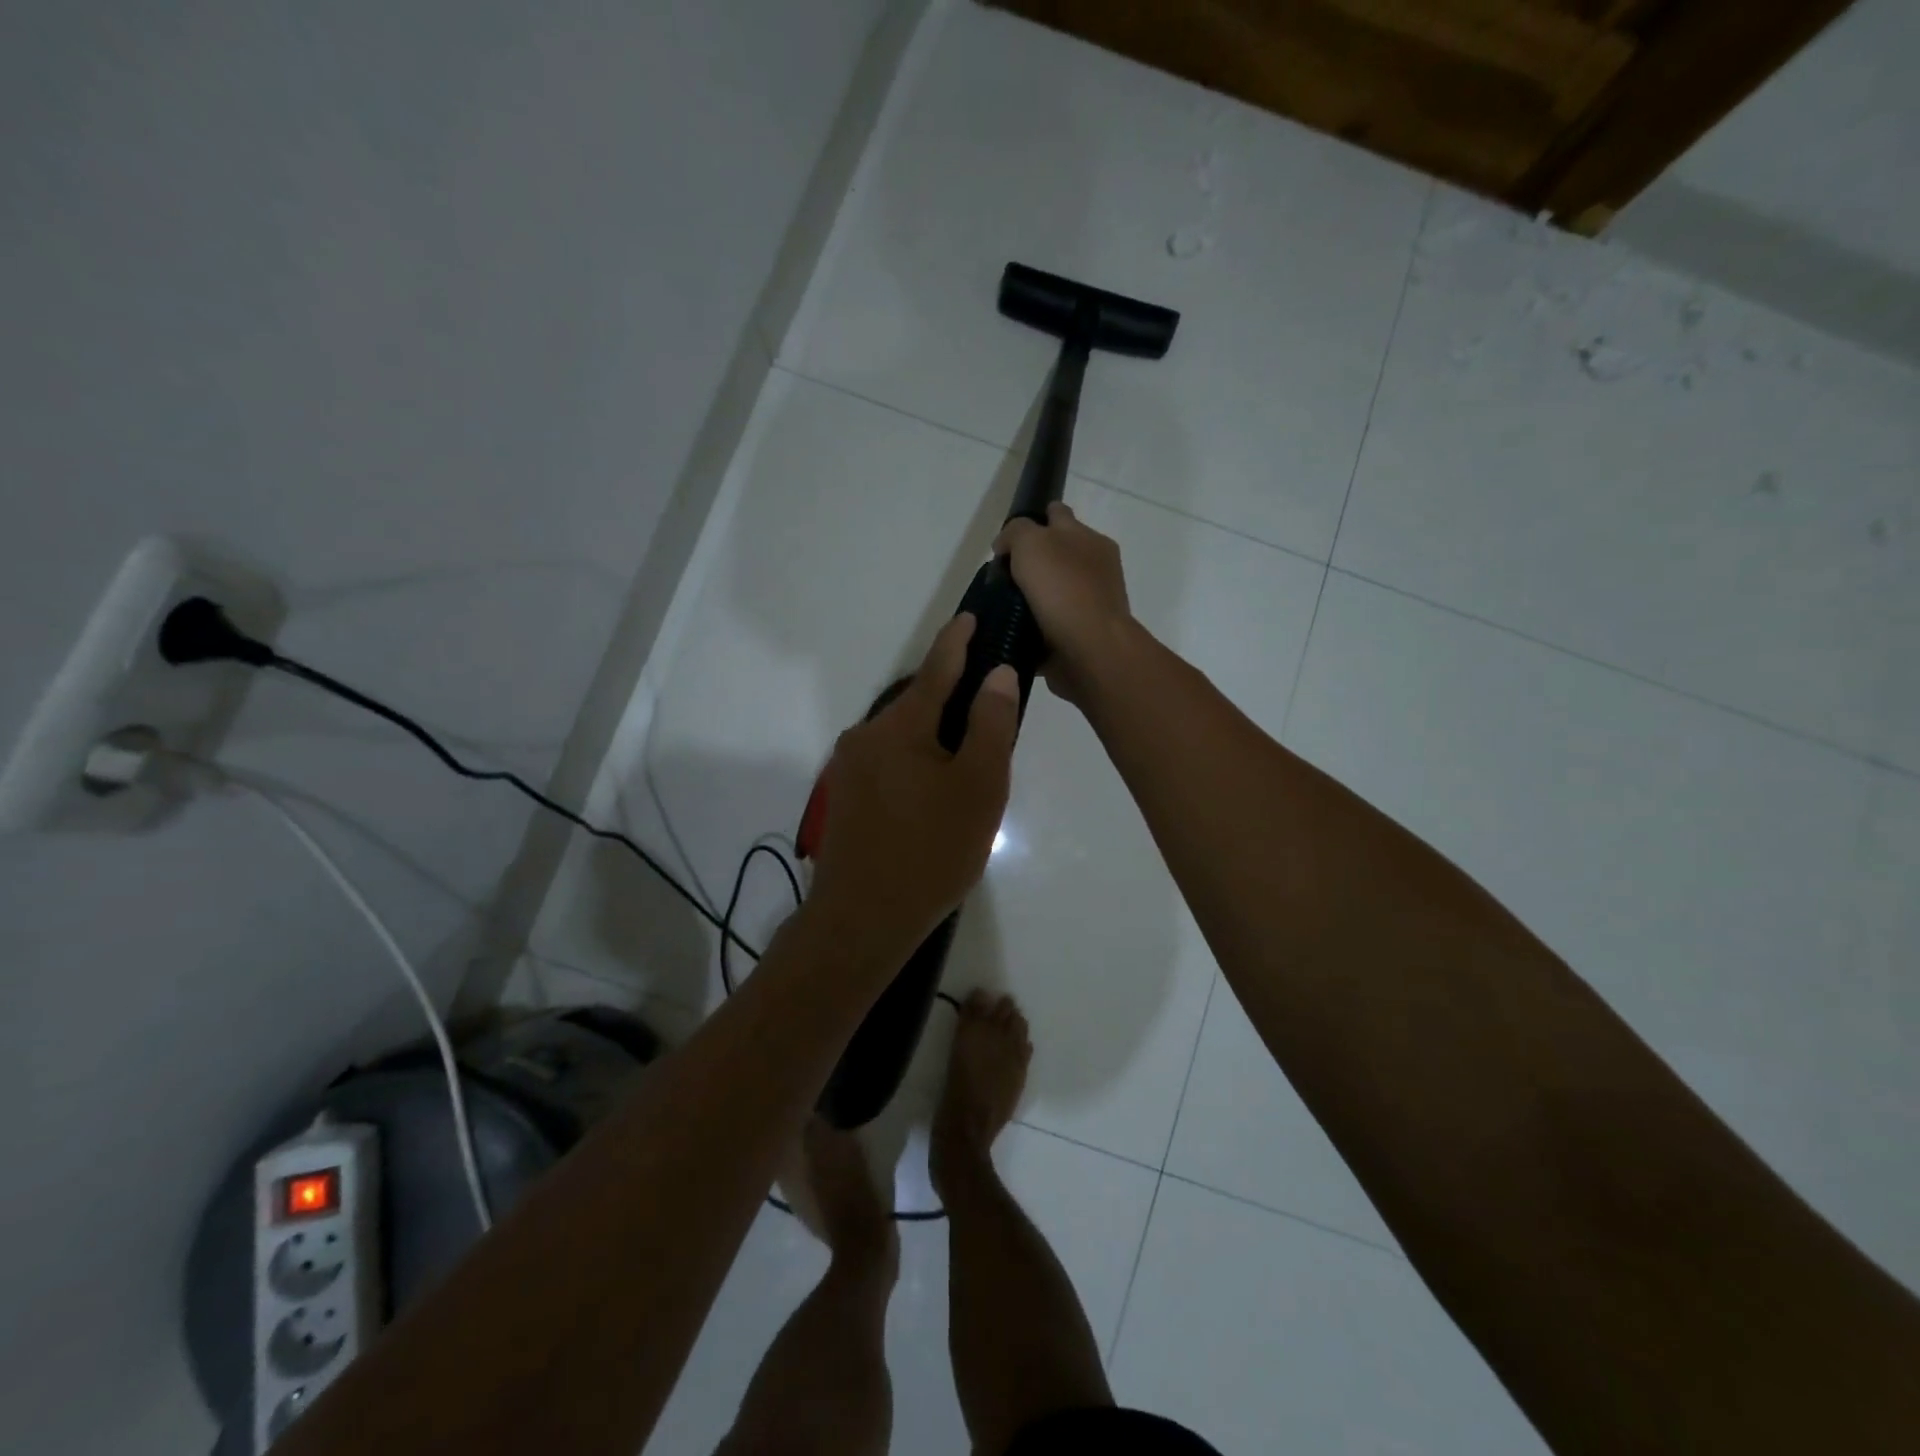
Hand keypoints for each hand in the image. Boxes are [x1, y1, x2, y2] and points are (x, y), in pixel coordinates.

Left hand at [807, 614, 1019, 960]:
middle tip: (992, 716)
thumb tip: (998, 674)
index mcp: (899, 725)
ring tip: (970, 766)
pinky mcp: (846, 797)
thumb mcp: (978, 786)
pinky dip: (917, 763)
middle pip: (919, 704)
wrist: (863, 919)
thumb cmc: (931, 850)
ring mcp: (850, 768)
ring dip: (936, 739)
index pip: (936, 668)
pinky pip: (889, 763)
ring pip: (904, 737)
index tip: (971, 616)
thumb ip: (990, 724)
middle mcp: (866, 735)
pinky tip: (936, 795)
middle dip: (954, 703)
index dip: (958, 640)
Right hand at [994, 502, 1137, 706]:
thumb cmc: (1063, 590)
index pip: (1058, 515)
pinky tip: (1011, 633)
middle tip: (1000, 577)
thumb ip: (1016, 532)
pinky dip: (1034, 629)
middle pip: (1056, 556)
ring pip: (1052, 593)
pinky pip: (1050, 626)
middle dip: (1031, 562)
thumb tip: (1005, 546)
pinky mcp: (1080, 637)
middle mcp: (1094, 569)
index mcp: (1089, 540)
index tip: (1008, 540)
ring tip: (998, 608)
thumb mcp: (1032, 543)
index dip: (1033, 520)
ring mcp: (1089, 605)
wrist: (1090, 652)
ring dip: (1031, 598)